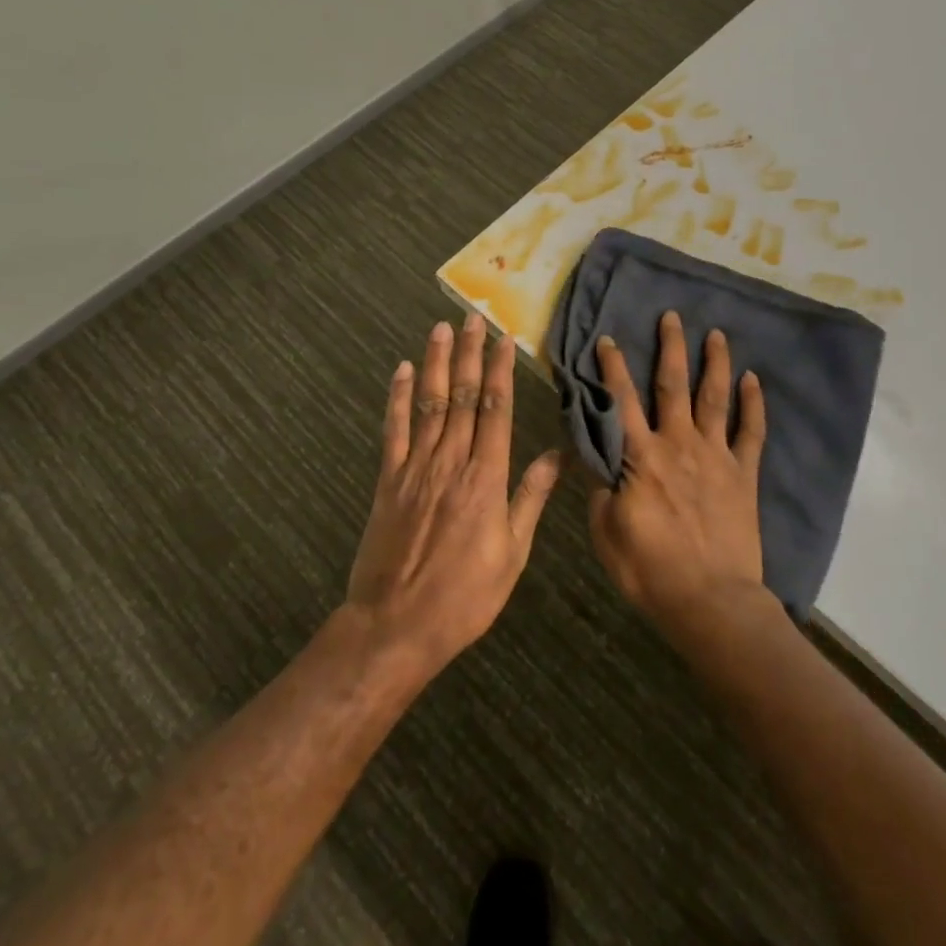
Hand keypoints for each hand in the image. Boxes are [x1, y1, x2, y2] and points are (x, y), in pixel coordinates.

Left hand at [345, 315, 560, 679]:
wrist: (396, 627)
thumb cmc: (465, 596)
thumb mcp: (512, 553)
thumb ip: (531, 498)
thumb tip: (558, 455)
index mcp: (487, 478)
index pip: (496, 410)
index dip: (500, 372)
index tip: (504, 340)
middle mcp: (451, 462)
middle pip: (462, 396)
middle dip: (469, 354)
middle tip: (473, 318)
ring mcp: (415, 468)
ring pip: (429, 404)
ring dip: (436, 363)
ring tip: (441, 328)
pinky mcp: (387, 481)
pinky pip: (393, 431)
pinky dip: (398, 398)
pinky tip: (402, 371)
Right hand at [588, 310, 770, 639]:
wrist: (711, 600)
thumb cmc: (650, 570)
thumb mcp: (606, 533)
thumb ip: (602, 490)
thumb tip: (600, 460)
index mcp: (642, 458)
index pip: (621, 402)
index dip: (612, 368)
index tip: (608, 339)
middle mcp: (679, 444)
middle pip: (673, 385)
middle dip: (670, 348)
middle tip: (672, 316)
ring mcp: (716, 456)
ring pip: (715, 398)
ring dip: (715, 363)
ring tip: (716, 334)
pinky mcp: (744, 474)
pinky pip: (752, 432)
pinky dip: (754, 404)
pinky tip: (754, 380)